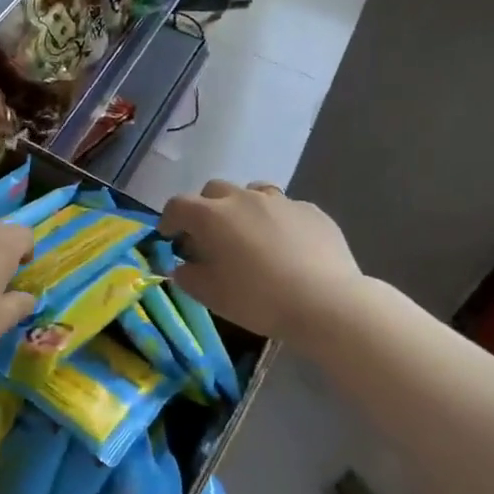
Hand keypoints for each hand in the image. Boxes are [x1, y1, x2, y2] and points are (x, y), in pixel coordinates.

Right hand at [159, 180, 363, 345]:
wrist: (325, 301)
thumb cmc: (258, 299)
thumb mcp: (211, 296)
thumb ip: (188, 276)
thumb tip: (182, 266)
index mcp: (212, 216)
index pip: (178, 205)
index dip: (169, 219)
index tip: (169, 237)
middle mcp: (243, 198)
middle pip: (214, 191)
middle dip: (205, 209)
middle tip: (210, 237)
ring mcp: (281, 201)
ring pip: (252, 192)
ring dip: (243, 208)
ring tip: (250, 235)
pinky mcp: (311, 210)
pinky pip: (285, 209)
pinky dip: (277, 221)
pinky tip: (287, 246)